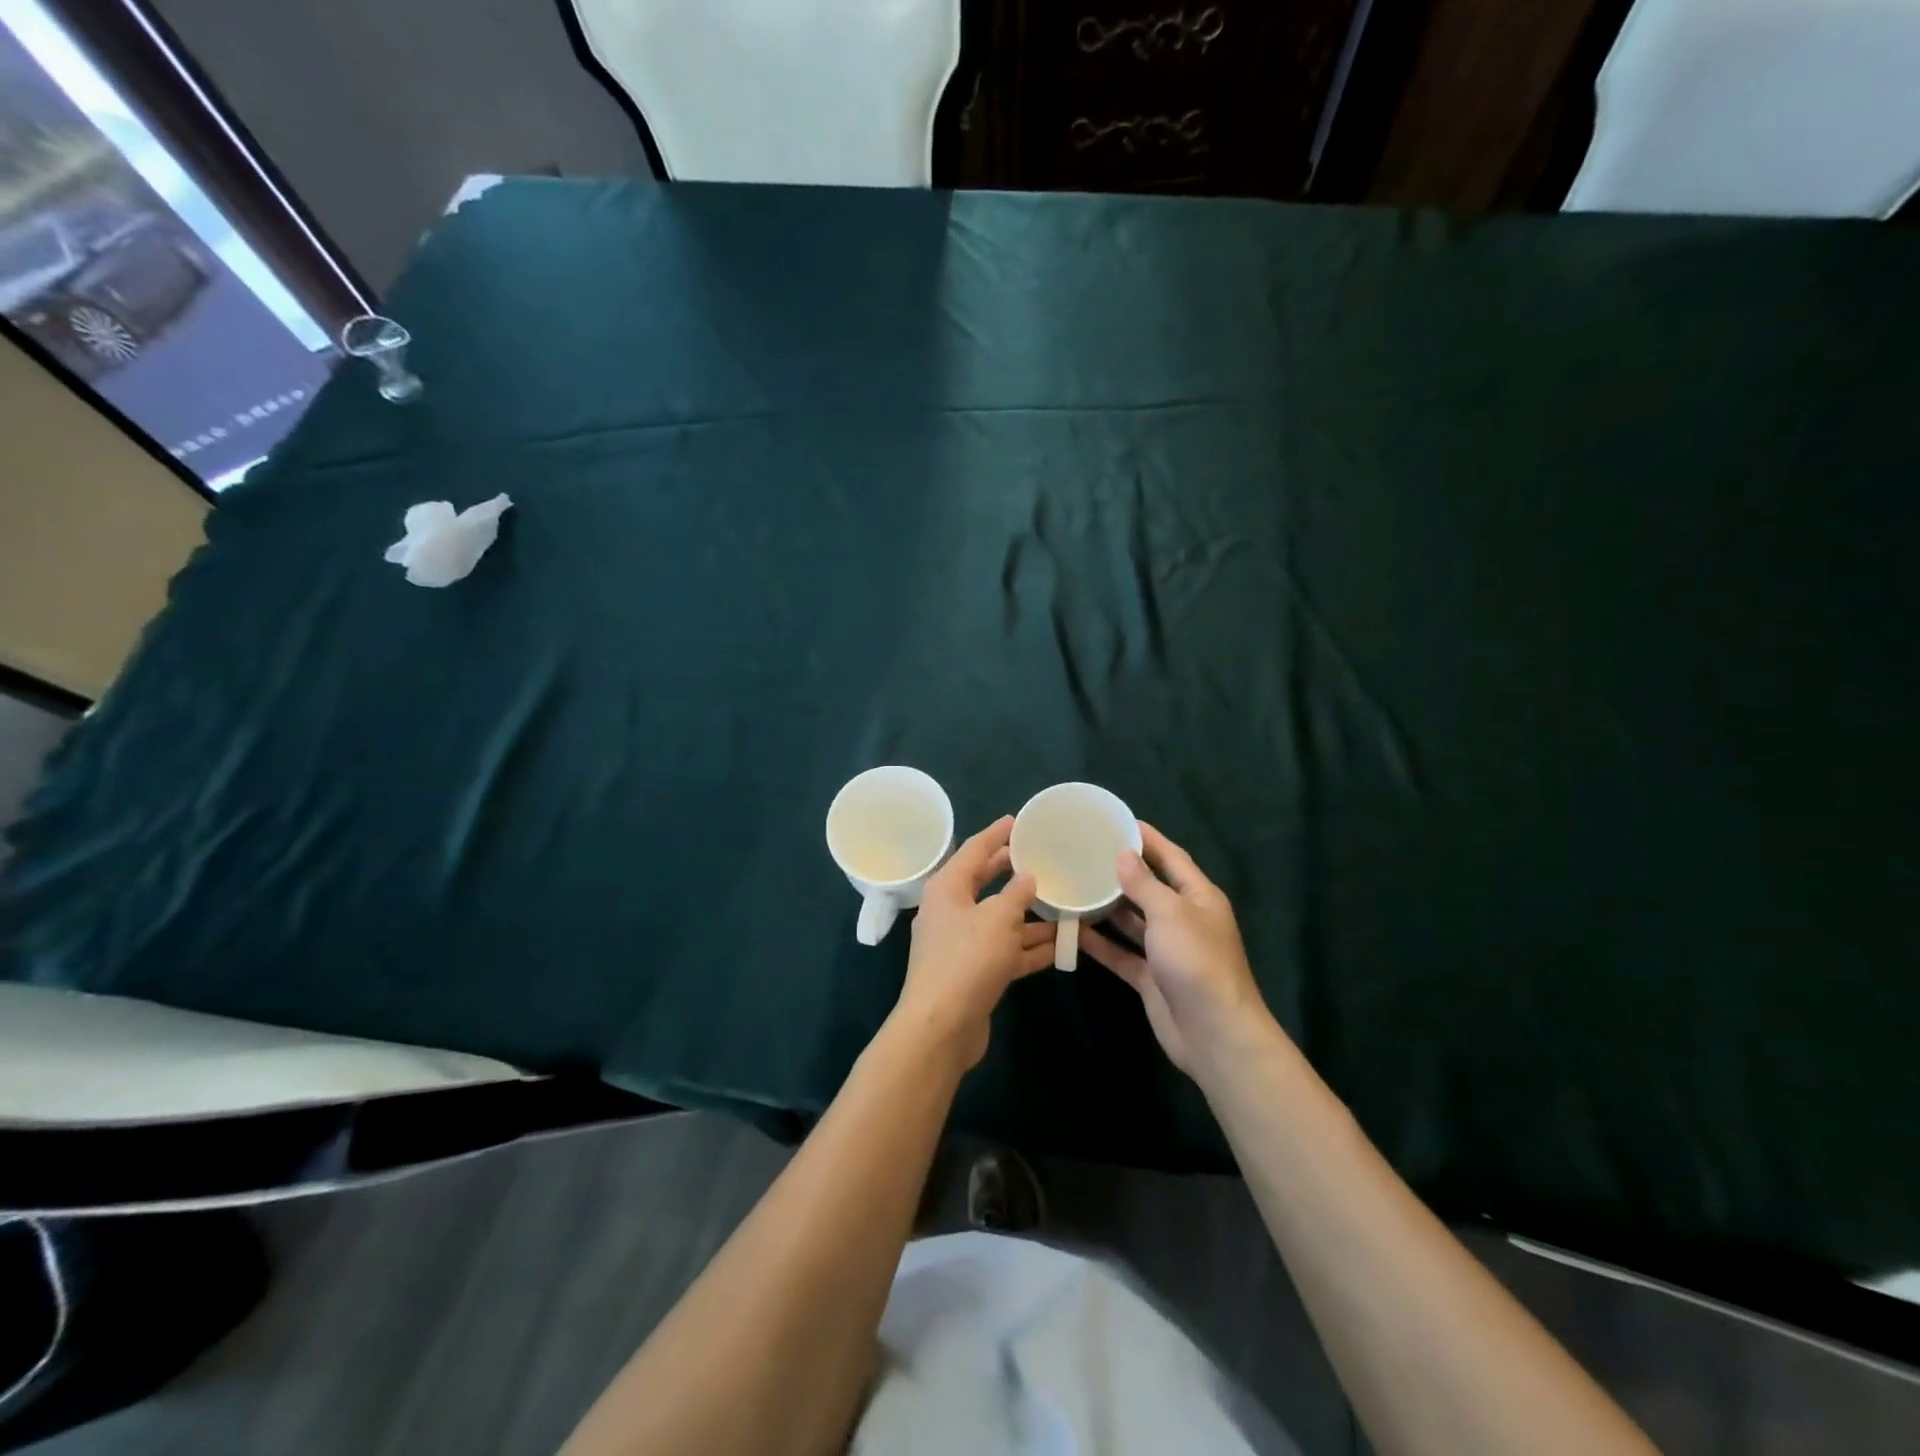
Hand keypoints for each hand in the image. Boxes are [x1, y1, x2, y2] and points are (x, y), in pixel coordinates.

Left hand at [894, 816, 1055, 1070]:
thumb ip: (1016, 894)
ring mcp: (961, 944)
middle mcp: (951, 911)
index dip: (996, 834)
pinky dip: (1029, 946)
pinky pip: (1005, 950)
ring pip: (1000, 920)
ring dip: (1029, 915)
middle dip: (1013, 872)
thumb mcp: (998, 918)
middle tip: (1041, 857)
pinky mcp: (974, 972)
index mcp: (947, 888)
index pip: (974, 850)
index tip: (1017, 821)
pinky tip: (1061, 945)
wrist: (941, 1027)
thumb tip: (1028, 876)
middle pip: (985, 883)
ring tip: (1063, 902)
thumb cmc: (967, 960)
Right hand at [1079, 822, 1273, 1077]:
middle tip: (1085, 852)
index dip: (1147, 838)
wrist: (1213, 1033)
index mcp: (1198, 897)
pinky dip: (1100, 943)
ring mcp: (1166, 949)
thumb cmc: (1196, 961)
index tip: (1117, 822)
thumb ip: (1144, 883)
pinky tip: (1073, 930)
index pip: (1171, 857)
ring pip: (1132, 920)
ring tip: (1074, 884)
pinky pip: (1121, 953)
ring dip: (1107, 906)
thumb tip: (1123, 854)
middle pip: (1149, 887)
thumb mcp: (1170, 913)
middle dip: (1121, 871)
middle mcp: (1183, 919)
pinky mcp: (1151, 977)